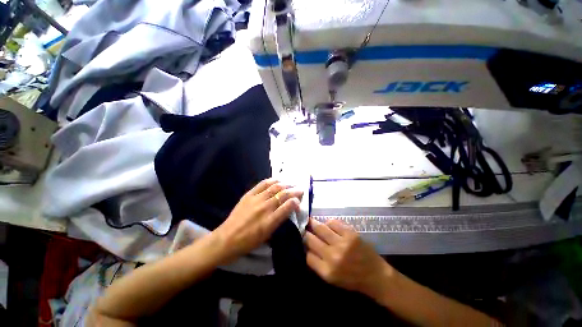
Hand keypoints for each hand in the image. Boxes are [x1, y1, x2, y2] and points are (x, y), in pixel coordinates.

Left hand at [213, 178, 302, 262]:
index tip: (299, 200)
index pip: (288, 206)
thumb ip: (278, 221)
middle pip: (283, 195)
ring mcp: (256, 199)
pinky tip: (278, 180)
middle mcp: (265, 208)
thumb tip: (287, 210)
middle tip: (300, 189)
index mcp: (270, 221)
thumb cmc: (248, 242)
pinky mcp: (249, 195)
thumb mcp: (267, 236)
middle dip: (294, 191)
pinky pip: (262, 184)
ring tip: (291, 183)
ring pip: (274, 187)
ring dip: (285, 184)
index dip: (296, 201)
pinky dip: (272, 180)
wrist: (227, 238)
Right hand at [305, 218, 394, 297]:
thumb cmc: (352, 279)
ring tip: (310, 221)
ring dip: (313, 223)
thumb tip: (306, 248)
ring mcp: (342, 243)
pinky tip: (327, 224)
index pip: (307, 255)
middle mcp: (332, 256)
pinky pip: (333, 222)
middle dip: (306, 233)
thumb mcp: (332, 279)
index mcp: (327, 271)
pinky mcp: (350, 234)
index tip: (302, 242)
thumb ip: (317, 265)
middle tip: (304, 229)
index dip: (303, 247)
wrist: (376, 276)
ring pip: (320, 228)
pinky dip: (328, 222)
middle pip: (311, 239)